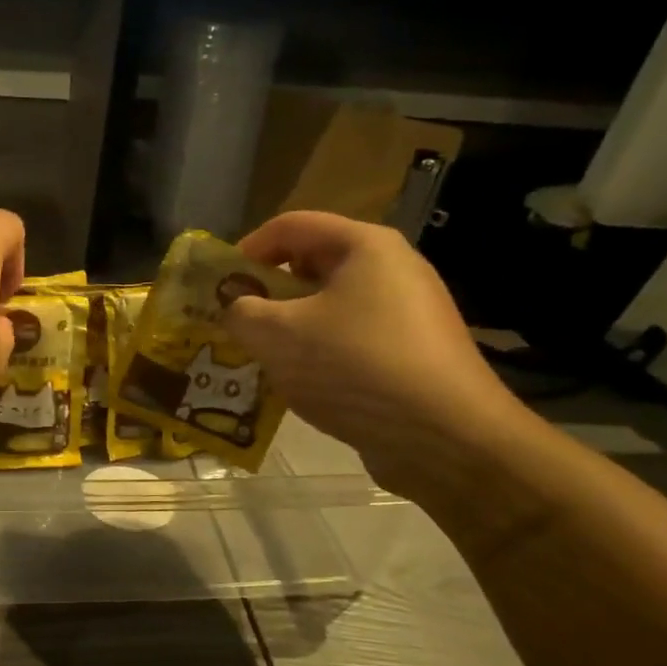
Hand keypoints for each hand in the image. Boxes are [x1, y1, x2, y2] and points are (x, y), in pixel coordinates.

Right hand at [221, 211, 529, 494]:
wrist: (447, 440)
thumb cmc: (354, 367)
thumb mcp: (276, 335)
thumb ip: (240, 312)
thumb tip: (236, 309)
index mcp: (365, 247)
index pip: (291, 226)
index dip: (246, 249)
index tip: (219, 285)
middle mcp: (393, 269)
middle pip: (312, 264)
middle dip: (268, 292)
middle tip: (237, 323)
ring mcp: (410, 312)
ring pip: (331, 306)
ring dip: (290, 327)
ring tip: (262, 357)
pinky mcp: (415, 352)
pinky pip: (353, 338)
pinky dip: (321, 352)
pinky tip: (302, 384)